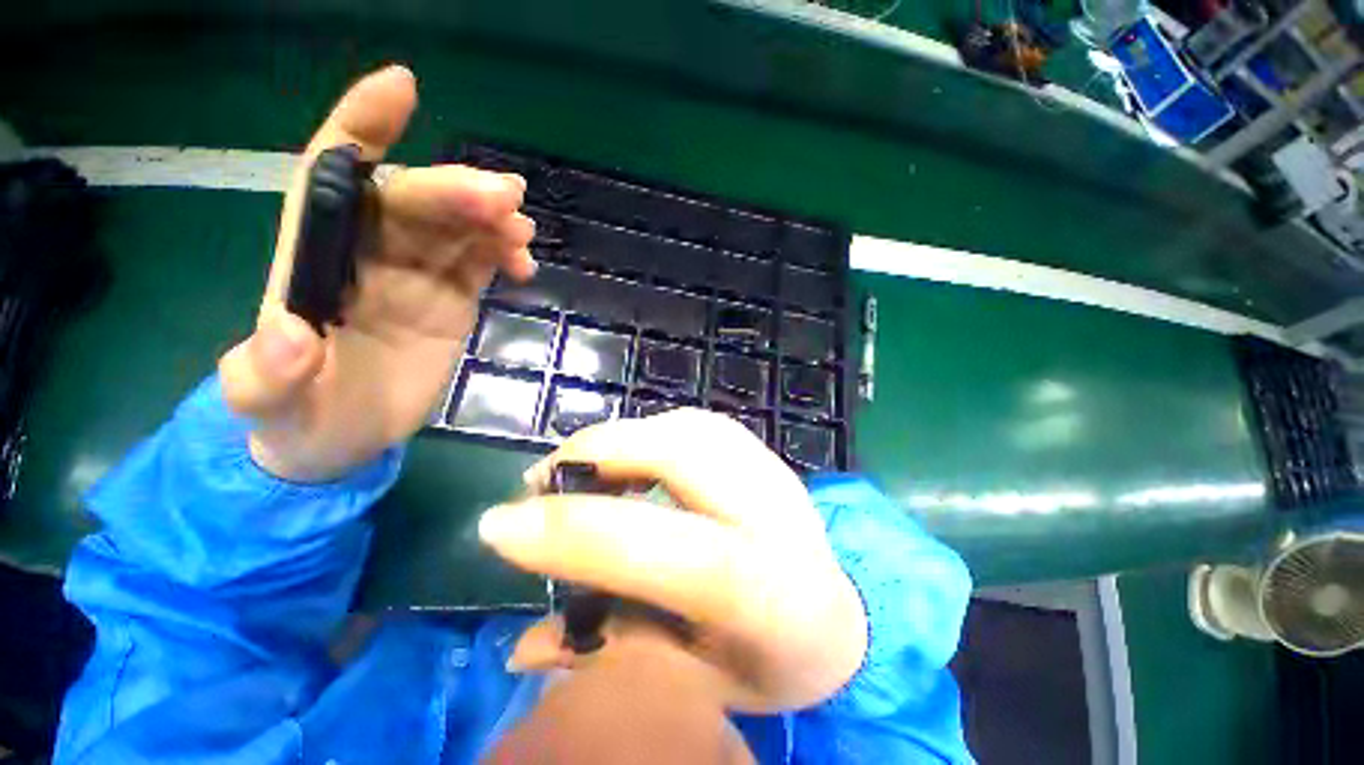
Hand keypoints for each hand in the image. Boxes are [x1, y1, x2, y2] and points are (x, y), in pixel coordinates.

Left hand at [218, 66, 535, 480]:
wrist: (341, 439)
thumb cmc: (298, 417)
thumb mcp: (266, 404)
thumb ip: (266, 375)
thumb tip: (290, 334)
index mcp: (316, 257)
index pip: (335, 173)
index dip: (364, 126)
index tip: (404, 89)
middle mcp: (369, 252)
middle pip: (415, 200)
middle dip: (457, 191)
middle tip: (504, 199)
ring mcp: (418, 275)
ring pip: (458, 226)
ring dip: (491, 219)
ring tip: (519, 230)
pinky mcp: (453, 298)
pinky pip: (483, 260)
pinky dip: (504, 252)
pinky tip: (523, 262)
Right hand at [478, 409, 867, 712]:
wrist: (844, 615)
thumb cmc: (775, 661)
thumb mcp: (700, 685)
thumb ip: (616, 654)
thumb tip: (524, 645)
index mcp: (770, 595)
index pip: (669, 550)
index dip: (578, 533)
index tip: (499, 525)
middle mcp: (776, 514)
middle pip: (679, 455)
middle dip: (597, 454)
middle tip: (540, 480)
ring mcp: (773, 469)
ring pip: (684, 426)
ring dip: (618, 437)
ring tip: (576, 468)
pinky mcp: (763, 451)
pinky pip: (695, 423)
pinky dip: (647, 430)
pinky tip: (626, 456)